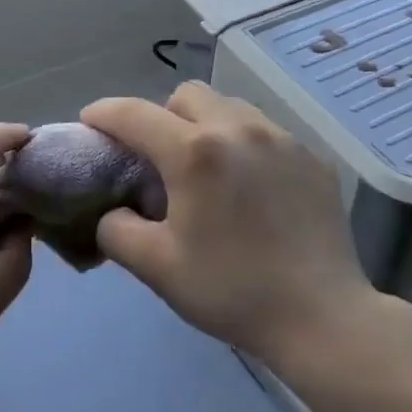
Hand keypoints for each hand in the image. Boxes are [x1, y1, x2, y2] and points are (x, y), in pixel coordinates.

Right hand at [81, 83, 376, 366]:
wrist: (321, 316)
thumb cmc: (231, 291)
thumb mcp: (157, 267)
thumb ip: (117, 230)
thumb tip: (114, 210)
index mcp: (195, 152)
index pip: (134, 113)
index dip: (103, 113)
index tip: (90, 122)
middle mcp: (239, 128)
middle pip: (187, 94)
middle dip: (161, 115)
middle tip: (158, 157)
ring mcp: (283, 139)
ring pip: (231, 107)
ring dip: (207, 125)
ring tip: (208, 169)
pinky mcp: (313, 157)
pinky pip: (267, 133)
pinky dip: (246, 147)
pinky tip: (253, 189)